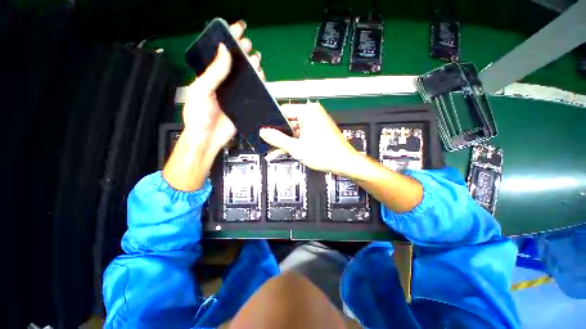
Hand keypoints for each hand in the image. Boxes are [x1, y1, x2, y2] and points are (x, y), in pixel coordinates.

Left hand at [182, 20, 263, 152]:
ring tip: (256, 60)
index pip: (219, 54)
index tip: (236, 29)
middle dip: (242, 51)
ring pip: (245, 77)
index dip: (228, 40)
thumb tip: (224, 51)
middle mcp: (222, 84)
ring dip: (251, 67)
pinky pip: (251, 92)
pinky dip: (257, 84)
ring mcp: (234, 95)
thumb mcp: (201, 91)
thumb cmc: (198, 117)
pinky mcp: (242, 105)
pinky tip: (260, 79)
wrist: (207, 139)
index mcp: (209, 78)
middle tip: (248, 44)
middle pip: (234, 64)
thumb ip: (213, 72)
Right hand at [260, 102, 423, 212]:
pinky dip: (295, 141)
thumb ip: (278, 139)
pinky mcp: (318, 130)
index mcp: (308, 112)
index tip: (266, 131)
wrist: (344, 163)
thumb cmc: (327, 154)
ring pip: (295, 129)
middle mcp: (313, 114)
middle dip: (280, 134)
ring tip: (278, 149)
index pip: (283, 111)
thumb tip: (265, 133)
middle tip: (271, 143)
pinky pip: (302, 134)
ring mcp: (316, 122)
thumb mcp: (297, 148)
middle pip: (289, 121)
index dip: (273, 122)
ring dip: (287, 140)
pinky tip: (288, 149)